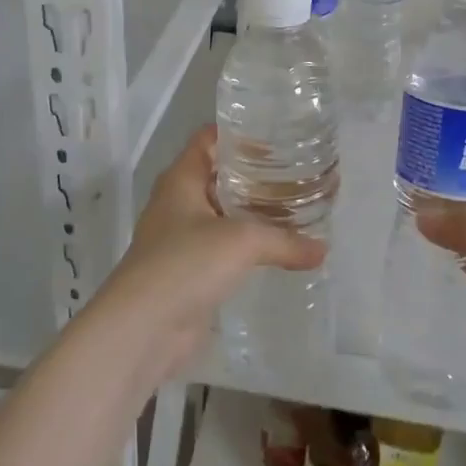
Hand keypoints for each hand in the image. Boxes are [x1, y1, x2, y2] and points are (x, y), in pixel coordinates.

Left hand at [90, 126, 324, 385]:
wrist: (141, 331)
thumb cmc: (185, 264)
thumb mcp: (242, 241)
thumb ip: (285, 240)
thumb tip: (323, 250)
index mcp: (181, 179)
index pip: (208, 139)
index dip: (239, 133)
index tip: (277, 136)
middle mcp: (178, 203)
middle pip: (219, 176)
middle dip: (255, 175)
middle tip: (297, 173)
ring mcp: (181, 240)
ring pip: (223, 215)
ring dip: (253, 214)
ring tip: (296, 210)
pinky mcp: (189, 274)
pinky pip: (223, 250)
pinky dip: (247, 249)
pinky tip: (278, 253)